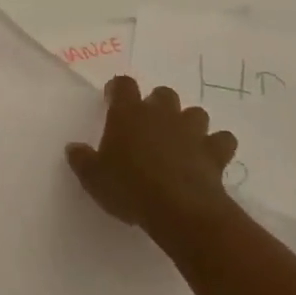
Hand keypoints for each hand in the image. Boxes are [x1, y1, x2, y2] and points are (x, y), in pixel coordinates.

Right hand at [66, 75, 238, 237]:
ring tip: (180, 141)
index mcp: (129, 113)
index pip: (124, 85)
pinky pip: (222, 140)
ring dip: (188, 123)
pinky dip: (217, 146)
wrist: (179, 210)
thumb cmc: (129, 187)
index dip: (118, 89)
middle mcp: (161, 114)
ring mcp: (192, 131)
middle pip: (163, 94)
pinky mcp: (215, 153)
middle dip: (158, 104)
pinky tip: (208, 158)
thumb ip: (82, 159)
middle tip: (148, 125)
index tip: (113, 99)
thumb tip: (74, 148)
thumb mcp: (93, 177)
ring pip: (196, 113)